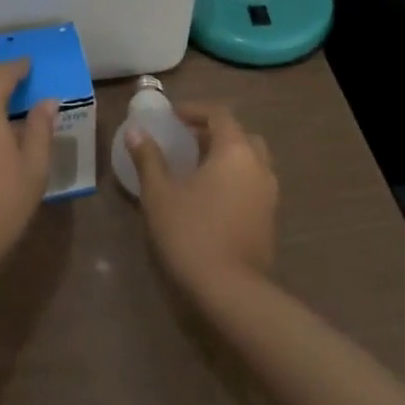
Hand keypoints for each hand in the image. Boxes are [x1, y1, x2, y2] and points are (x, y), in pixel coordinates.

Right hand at [127, 102, 277, 299]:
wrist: (231, 294)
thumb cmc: (191, 234)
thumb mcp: (160, 194)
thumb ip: (148, 158)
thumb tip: (135, 132)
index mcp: (235, 151)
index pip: (219, 115)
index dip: (195, 110)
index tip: (172, 116)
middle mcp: (258, 167)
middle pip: (240, 136)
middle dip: (214, 132)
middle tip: (187, 139)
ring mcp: (268, 196)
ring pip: (250, 161)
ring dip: (227, 157)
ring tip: (197, 167)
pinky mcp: (269, 222)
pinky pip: (253, 185)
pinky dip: (235, 179)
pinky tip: (211, 197)